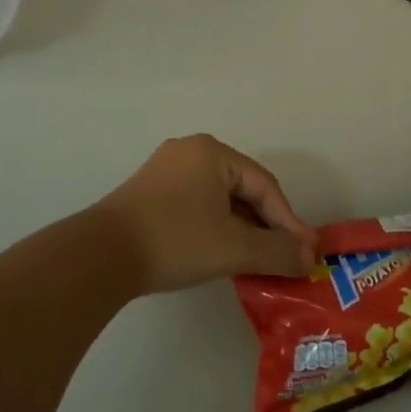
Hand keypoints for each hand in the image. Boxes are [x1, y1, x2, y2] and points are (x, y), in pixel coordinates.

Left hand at [93, 135, 316, 293]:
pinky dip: (216, 227)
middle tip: (285, 256)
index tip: (307, 252)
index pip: (265, 186)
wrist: (99, 256)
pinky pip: (196, 205)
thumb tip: (310, 259)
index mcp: (212, 152)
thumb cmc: (175, 240)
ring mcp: (165, 170)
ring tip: (257, 259)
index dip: (289, 221)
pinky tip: (221, 252)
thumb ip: (277, 251)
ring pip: (219, 199)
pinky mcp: (149, 193)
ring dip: (242, 228)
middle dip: (266, 225)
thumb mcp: (233, 248)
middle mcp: (190, 152)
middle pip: (242, 189)